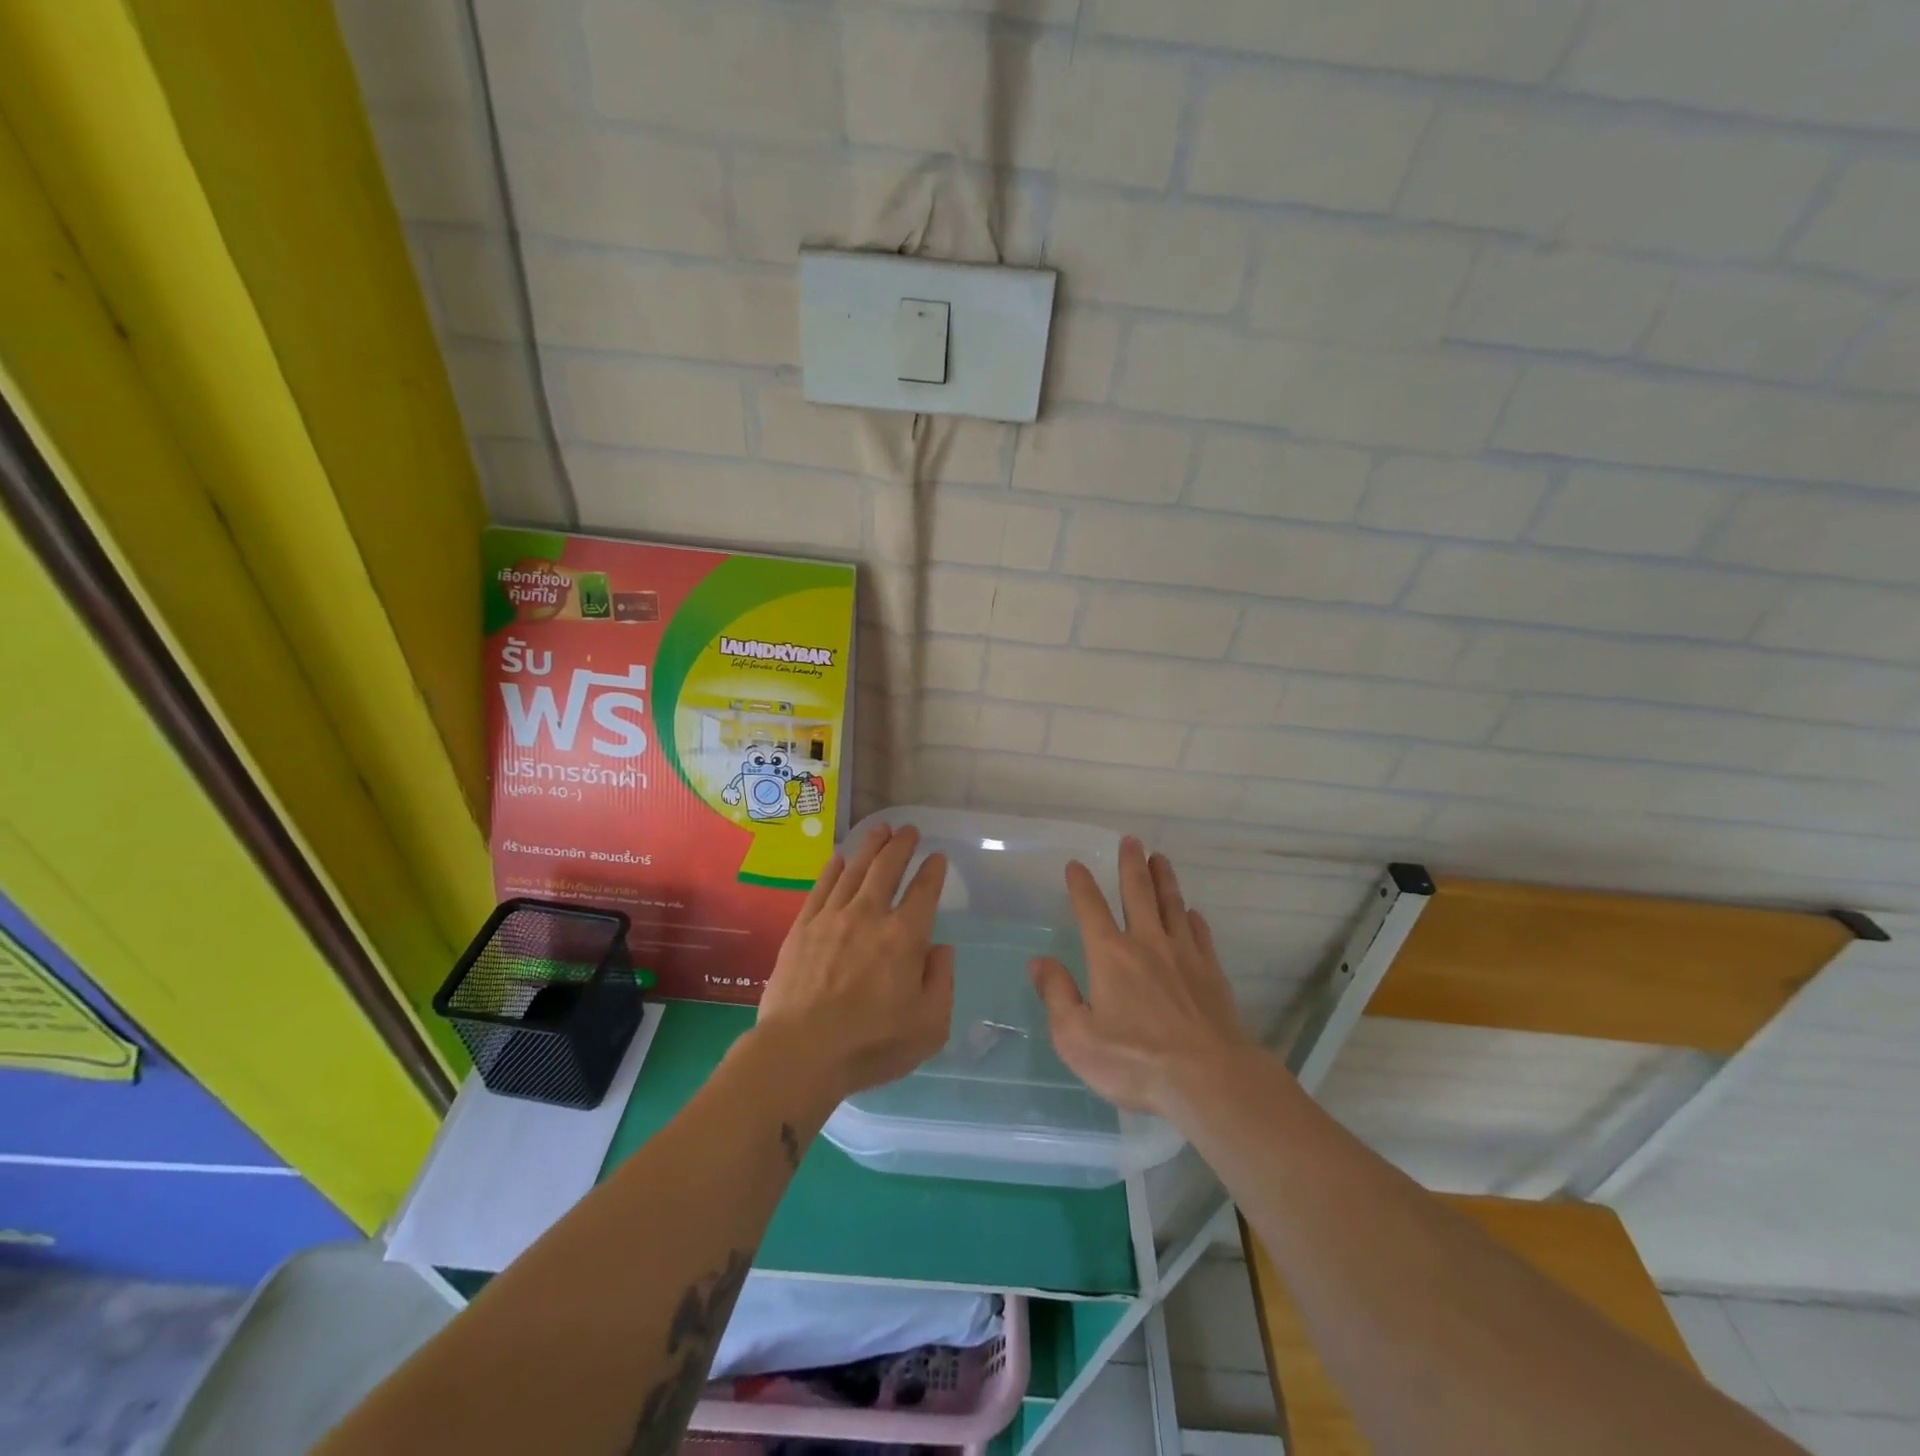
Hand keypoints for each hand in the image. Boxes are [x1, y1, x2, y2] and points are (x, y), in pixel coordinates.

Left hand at [755, 822, 953, 1102]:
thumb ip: (941, 982)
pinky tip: (839, 858)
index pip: (924, 892)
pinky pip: (821, 888)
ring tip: (880, 829)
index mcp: (905, 937)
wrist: (800, 1052)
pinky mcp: (802, 928)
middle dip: (901, 845)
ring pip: (855, 870)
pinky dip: (833, 869)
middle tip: (909, 830)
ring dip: (870, 846)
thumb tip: (940, 949)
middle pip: (887, 868)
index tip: (937, 857)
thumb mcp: (928, 1026)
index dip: (933, 871)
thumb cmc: (870, 1045)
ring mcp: (832, 918)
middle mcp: (869, 916)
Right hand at [1031, 838, 1249, 1121]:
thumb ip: (1057, 996)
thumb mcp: (1077, 1038)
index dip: (1081, 884)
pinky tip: (1193, 914)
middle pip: (1138, 894)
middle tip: (1131, 840)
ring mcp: (1184, 956)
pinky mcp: (1212, 974)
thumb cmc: (1136, 1062)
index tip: (1076, 864)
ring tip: (1160, 859)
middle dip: (1131, 865)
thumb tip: (1039, 962)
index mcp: (1110, 955)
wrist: (1211, 1080)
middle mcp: (1147, 944)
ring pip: (1172, 906)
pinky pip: (1200, 935)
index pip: (1090, 908)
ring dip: (1164, 880)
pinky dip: (1193, 919)